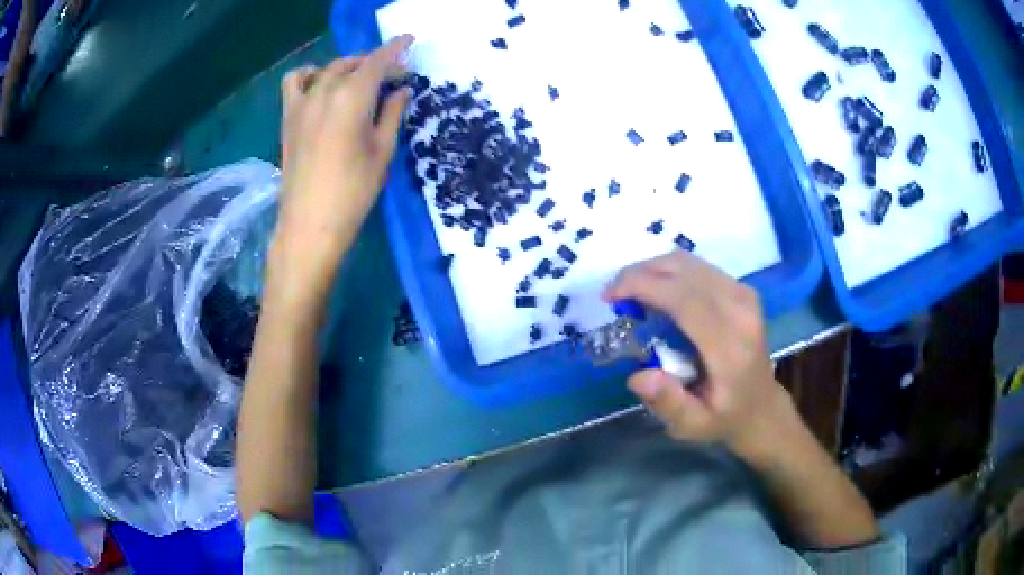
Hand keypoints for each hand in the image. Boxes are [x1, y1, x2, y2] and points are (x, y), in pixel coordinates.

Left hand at [271, 35, 414, 291]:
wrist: (310, 224)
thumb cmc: (353, 191)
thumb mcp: (383, 151)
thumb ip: (393, 113)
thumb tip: (402, 89)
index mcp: (351, 98)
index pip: (377, 62)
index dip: (395, 49)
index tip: (410, 42)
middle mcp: (324, 92)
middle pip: (352, 64)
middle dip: (376, 64)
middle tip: (395, 78)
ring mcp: (302, 103)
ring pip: (327, 69)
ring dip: (347, 67)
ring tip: (359, 80)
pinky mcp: (288, 117)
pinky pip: (294, 82)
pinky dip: (308, 75)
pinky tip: (319, 84)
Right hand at [604, 251, 797, 462]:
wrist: (761, 406)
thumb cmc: (724, 417)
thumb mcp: (693, 425)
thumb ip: (668, 403)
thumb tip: (638, 376)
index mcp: (730, 346)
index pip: (684, 299)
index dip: (643, 286)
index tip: (610, 296)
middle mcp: (740, 310)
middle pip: (684, 271)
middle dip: (640, 273)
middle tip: (613, 294)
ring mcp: (743, 294)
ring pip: (689, 263)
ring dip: (653, 269)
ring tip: (630, 292)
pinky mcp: (741, 288)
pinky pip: (698, 267)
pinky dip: (669, 272)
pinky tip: (656, 291)